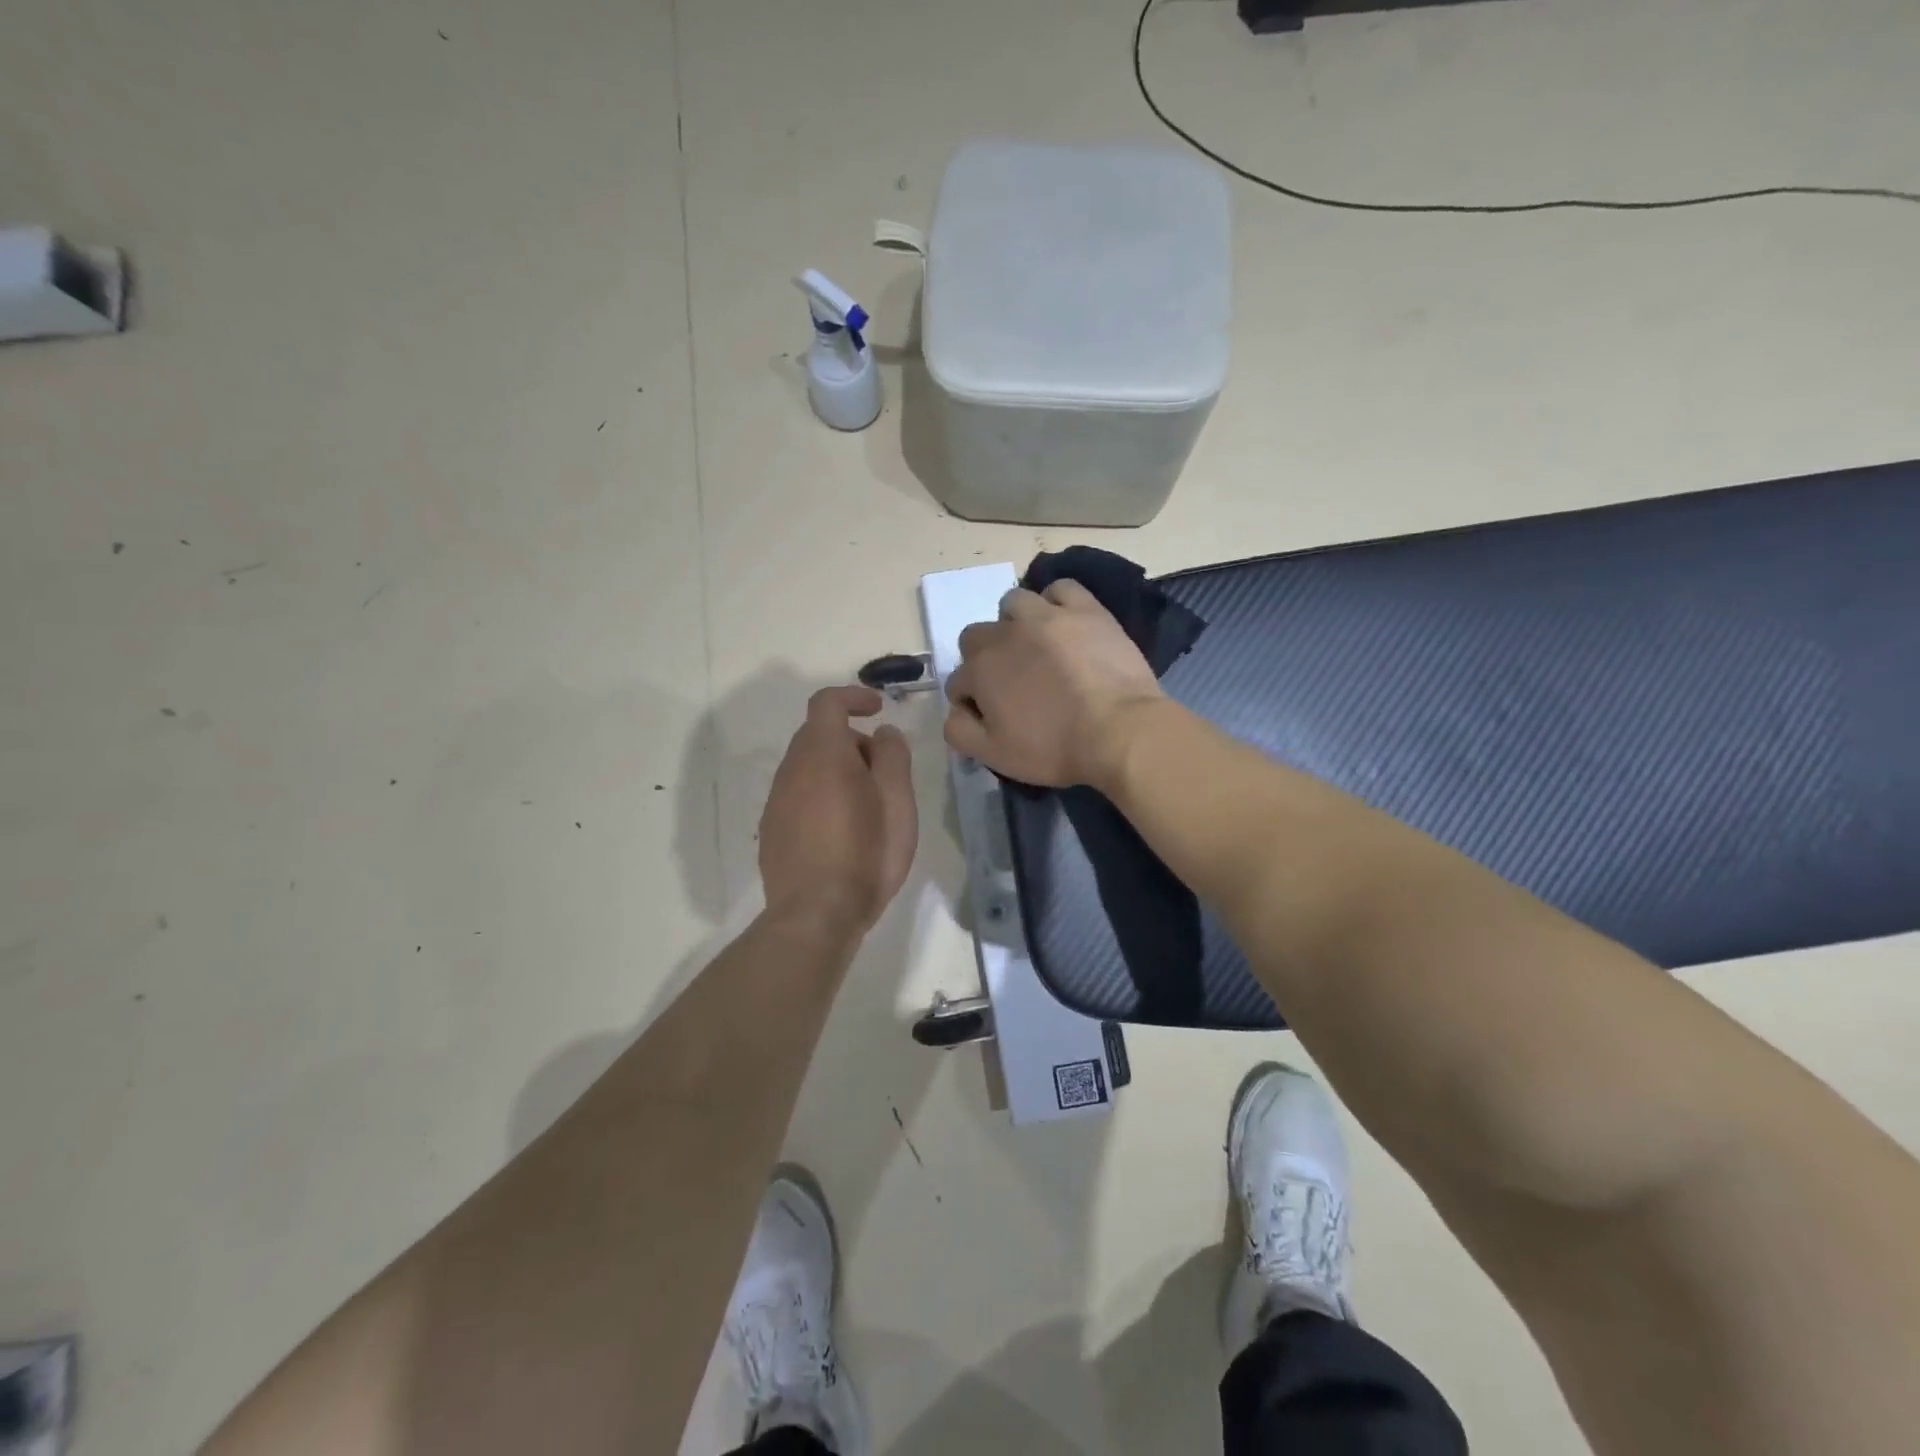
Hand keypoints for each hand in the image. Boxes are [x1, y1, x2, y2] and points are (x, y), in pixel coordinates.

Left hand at [759, 686, 917, 937]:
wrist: (816, 914)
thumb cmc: (867, 852)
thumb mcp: (898, 800)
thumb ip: (892, 756)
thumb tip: (883, 734)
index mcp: (823, 753)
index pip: (828, 703)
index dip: (853, 697)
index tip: (878, 708)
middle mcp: (792, 769)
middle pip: (818, 735)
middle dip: (852, 741)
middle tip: (883, 770)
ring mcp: (776, 801)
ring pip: (807, 767)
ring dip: (836, 770)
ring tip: (866, 806)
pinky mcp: (772, 830)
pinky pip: (798, 796)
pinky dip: (821, 796)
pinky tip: (842, 831)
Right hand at [944, 581, 1164, 789]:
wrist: (1118, 731)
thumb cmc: (1053, 748)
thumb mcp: (993, 755)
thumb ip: (959, 731)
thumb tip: (954, 711)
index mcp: (979, 670)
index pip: (958, 682)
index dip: (971, 702)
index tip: (992, 717)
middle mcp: (1004, 633)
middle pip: (977, 637)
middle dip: (985, 658)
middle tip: (1012, 683)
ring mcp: (1046, 615)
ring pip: (1013, 604)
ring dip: (1014, 623)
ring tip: (1036, 647)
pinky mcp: (1085, 609)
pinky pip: (1061, 589)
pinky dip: (1056, 602)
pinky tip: (1064, 621)